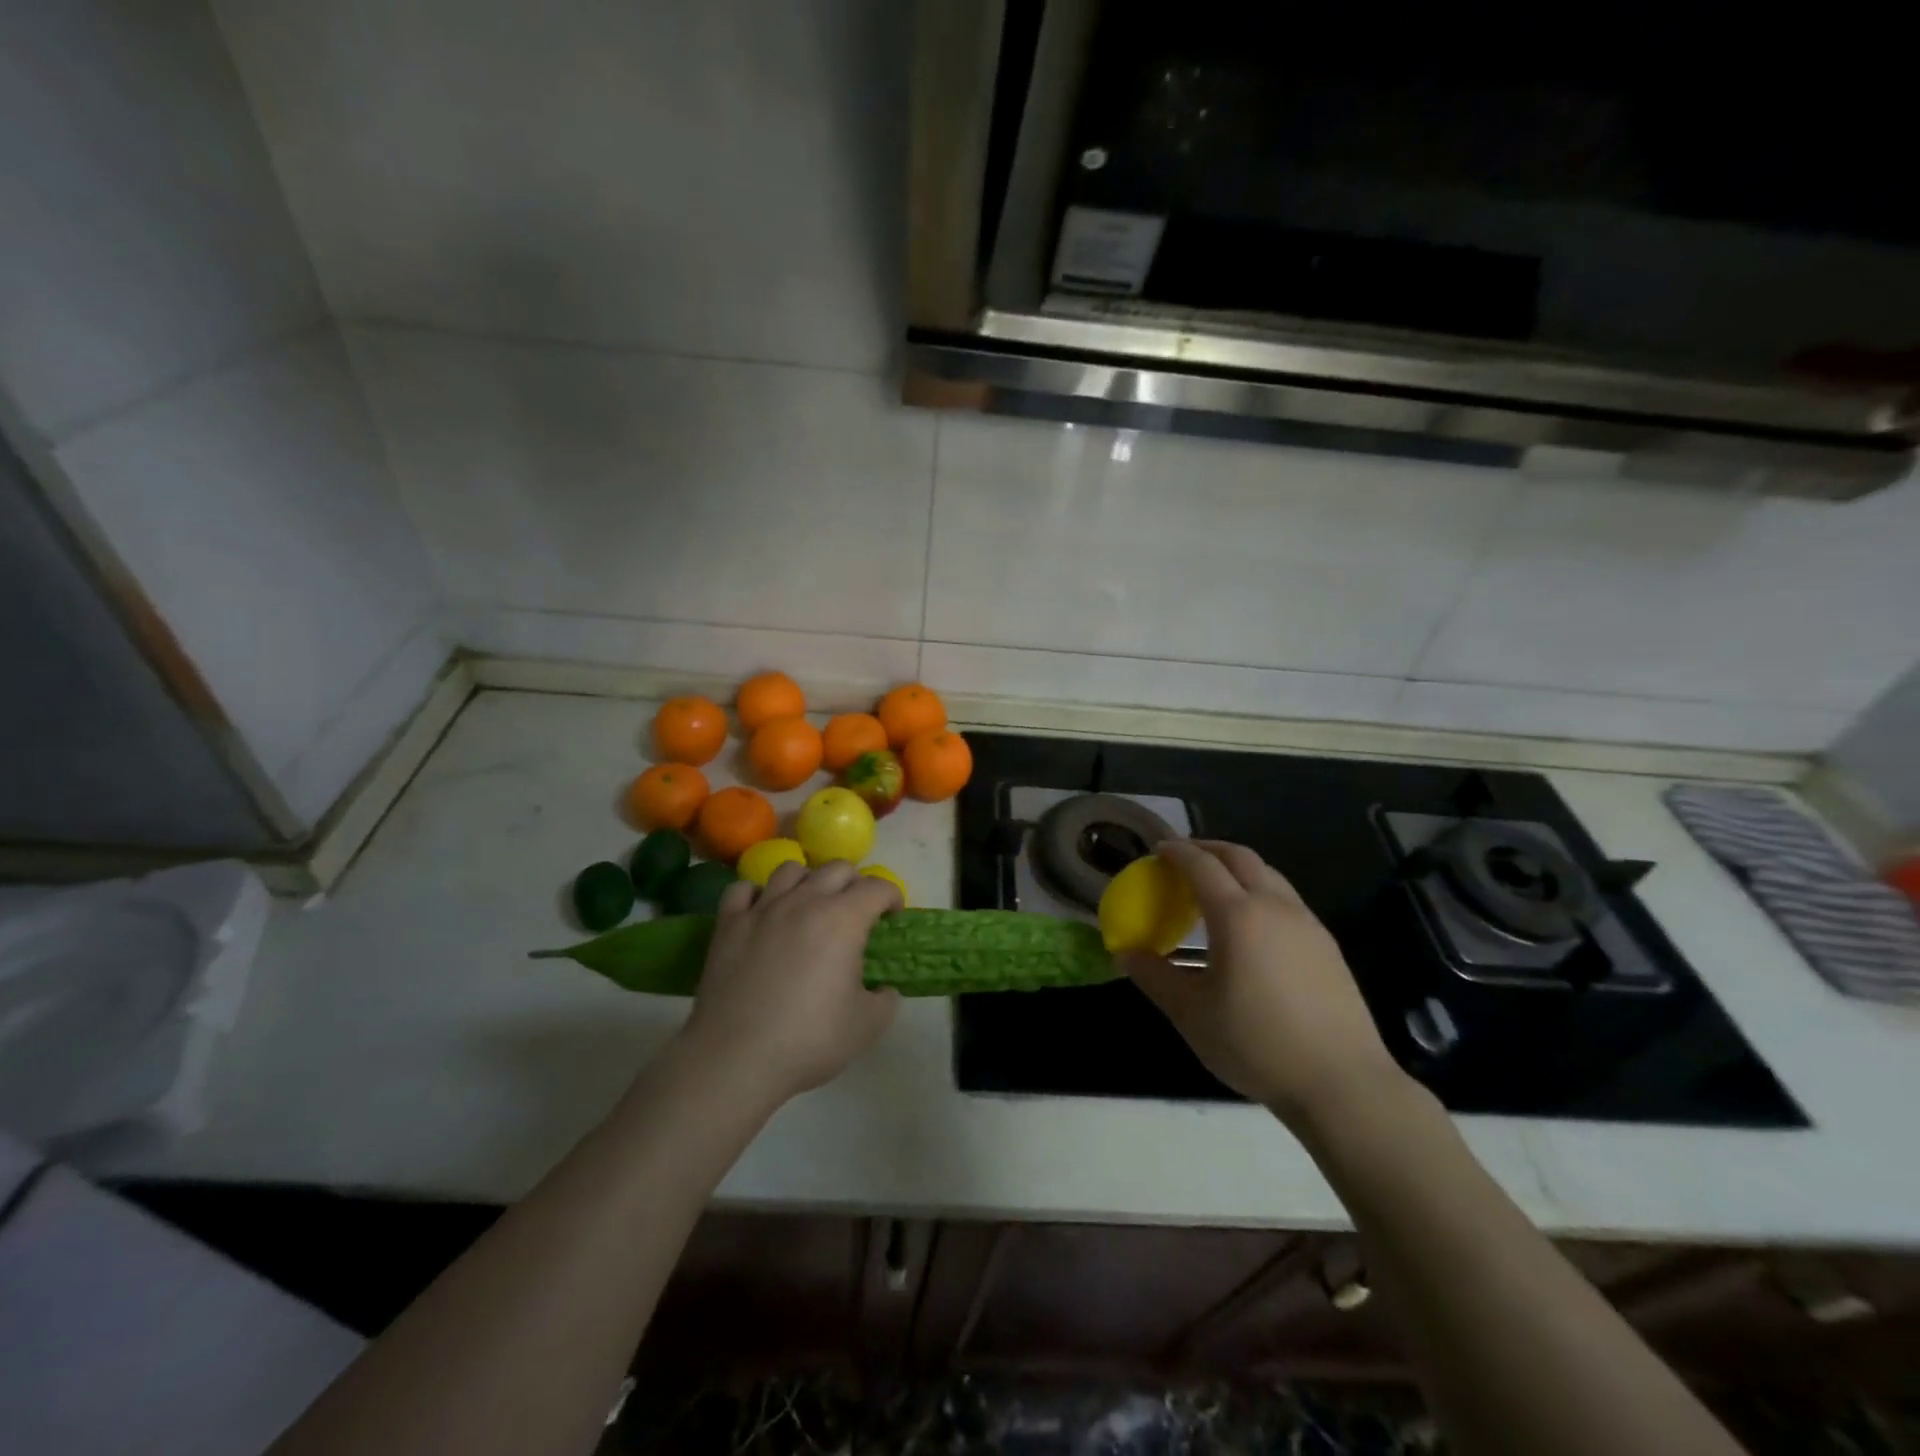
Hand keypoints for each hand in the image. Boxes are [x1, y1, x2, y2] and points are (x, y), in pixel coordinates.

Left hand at [678, 860, 900, 1111]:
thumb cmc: (809, 1040)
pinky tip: (763, 912)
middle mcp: (804, 901)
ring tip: (810, 906)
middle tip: (856, 912)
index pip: (877, 887)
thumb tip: (882, 989)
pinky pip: (743, 889)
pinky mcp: (728, 924)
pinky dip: (758, 894)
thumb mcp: (868, 1025)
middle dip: (855, 883)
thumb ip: (885, 999)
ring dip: (808, 881)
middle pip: (837, 868)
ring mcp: (762, 909)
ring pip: (791, 869)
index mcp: (843, 919)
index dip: (892, 897)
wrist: (736, 1060)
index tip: (893, 917)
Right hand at [1122, 840, 1407, 1128]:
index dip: (1177, 852)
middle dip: (1209, 849)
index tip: (1157, 850)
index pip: (1201, 865)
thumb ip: (1155, 977)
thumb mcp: (1191, 1014)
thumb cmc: (1256, 1044)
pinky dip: (1260, 891)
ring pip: (1268, 875)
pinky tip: (1251, 925)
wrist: (1343, 1084)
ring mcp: (1307, 923)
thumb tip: (1126, 954)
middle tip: (1183, 859)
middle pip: (1240, 857)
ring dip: (1237, 868)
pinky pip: (1286, 899)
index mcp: (1238, 915)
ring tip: (1215, 888)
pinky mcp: (1327, 945)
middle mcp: (1275, 906)